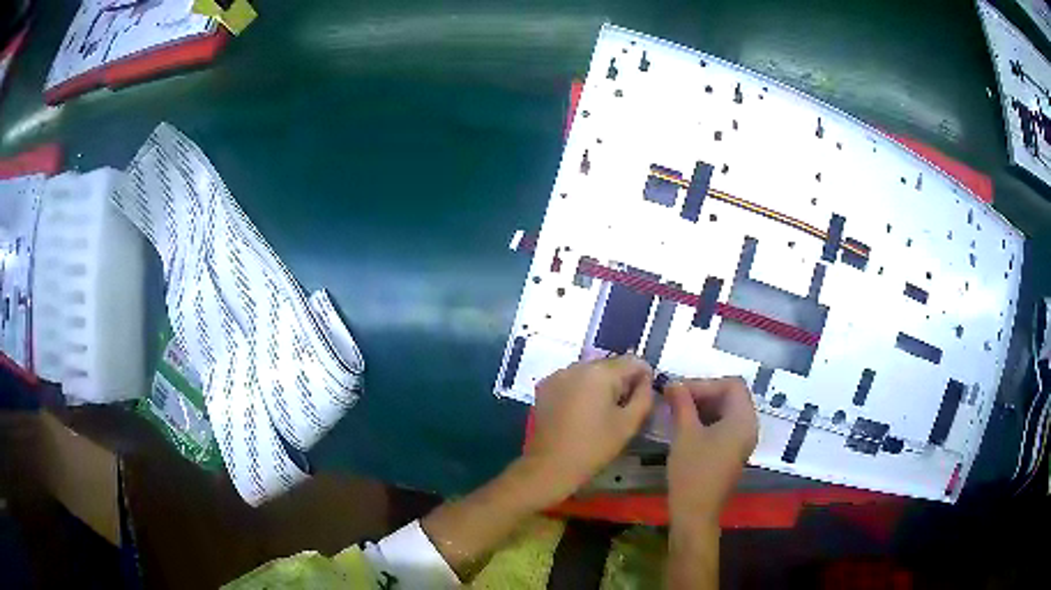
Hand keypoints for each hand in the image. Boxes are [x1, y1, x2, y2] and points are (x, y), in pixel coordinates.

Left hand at [522, 356, 654, 503]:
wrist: (551, 465)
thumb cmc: (594, 446)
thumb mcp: (629, 423)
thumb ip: (644, 395)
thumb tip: (646, 380)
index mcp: (601, 372)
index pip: (633, 361)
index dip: (644, 376)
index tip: (643, 397)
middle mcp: (577, 365)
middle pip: (610, 364)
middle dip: (621, 380)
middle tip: (623, 408)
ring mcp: (558, 374)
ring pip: (590, 371)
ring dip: (600, 384)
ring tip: (601, 412)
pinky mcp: (545, 386)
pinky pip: (571, 379)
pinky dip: (580, 389)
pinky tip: (580, 412)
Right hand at [665, 377, 757, 524]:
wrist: (695, 512)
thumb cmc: (692, 471)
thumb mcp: (684, 433)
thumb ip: (681, 403)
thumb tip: (673, 383)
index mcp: (743, 419)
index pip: (732, 384)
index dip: (705, 383)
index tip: (680, 391)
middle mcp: (749, 426)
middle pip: (732, 395)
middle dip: (704, 392)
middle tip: (676, 397)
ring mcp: (743, 440)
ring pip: (727, 410)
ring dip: (704, 405)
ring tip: (678, 410)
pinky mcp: (734, 451)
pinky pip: (725, 425)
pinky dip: (708, 419)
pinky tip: (687, 425)